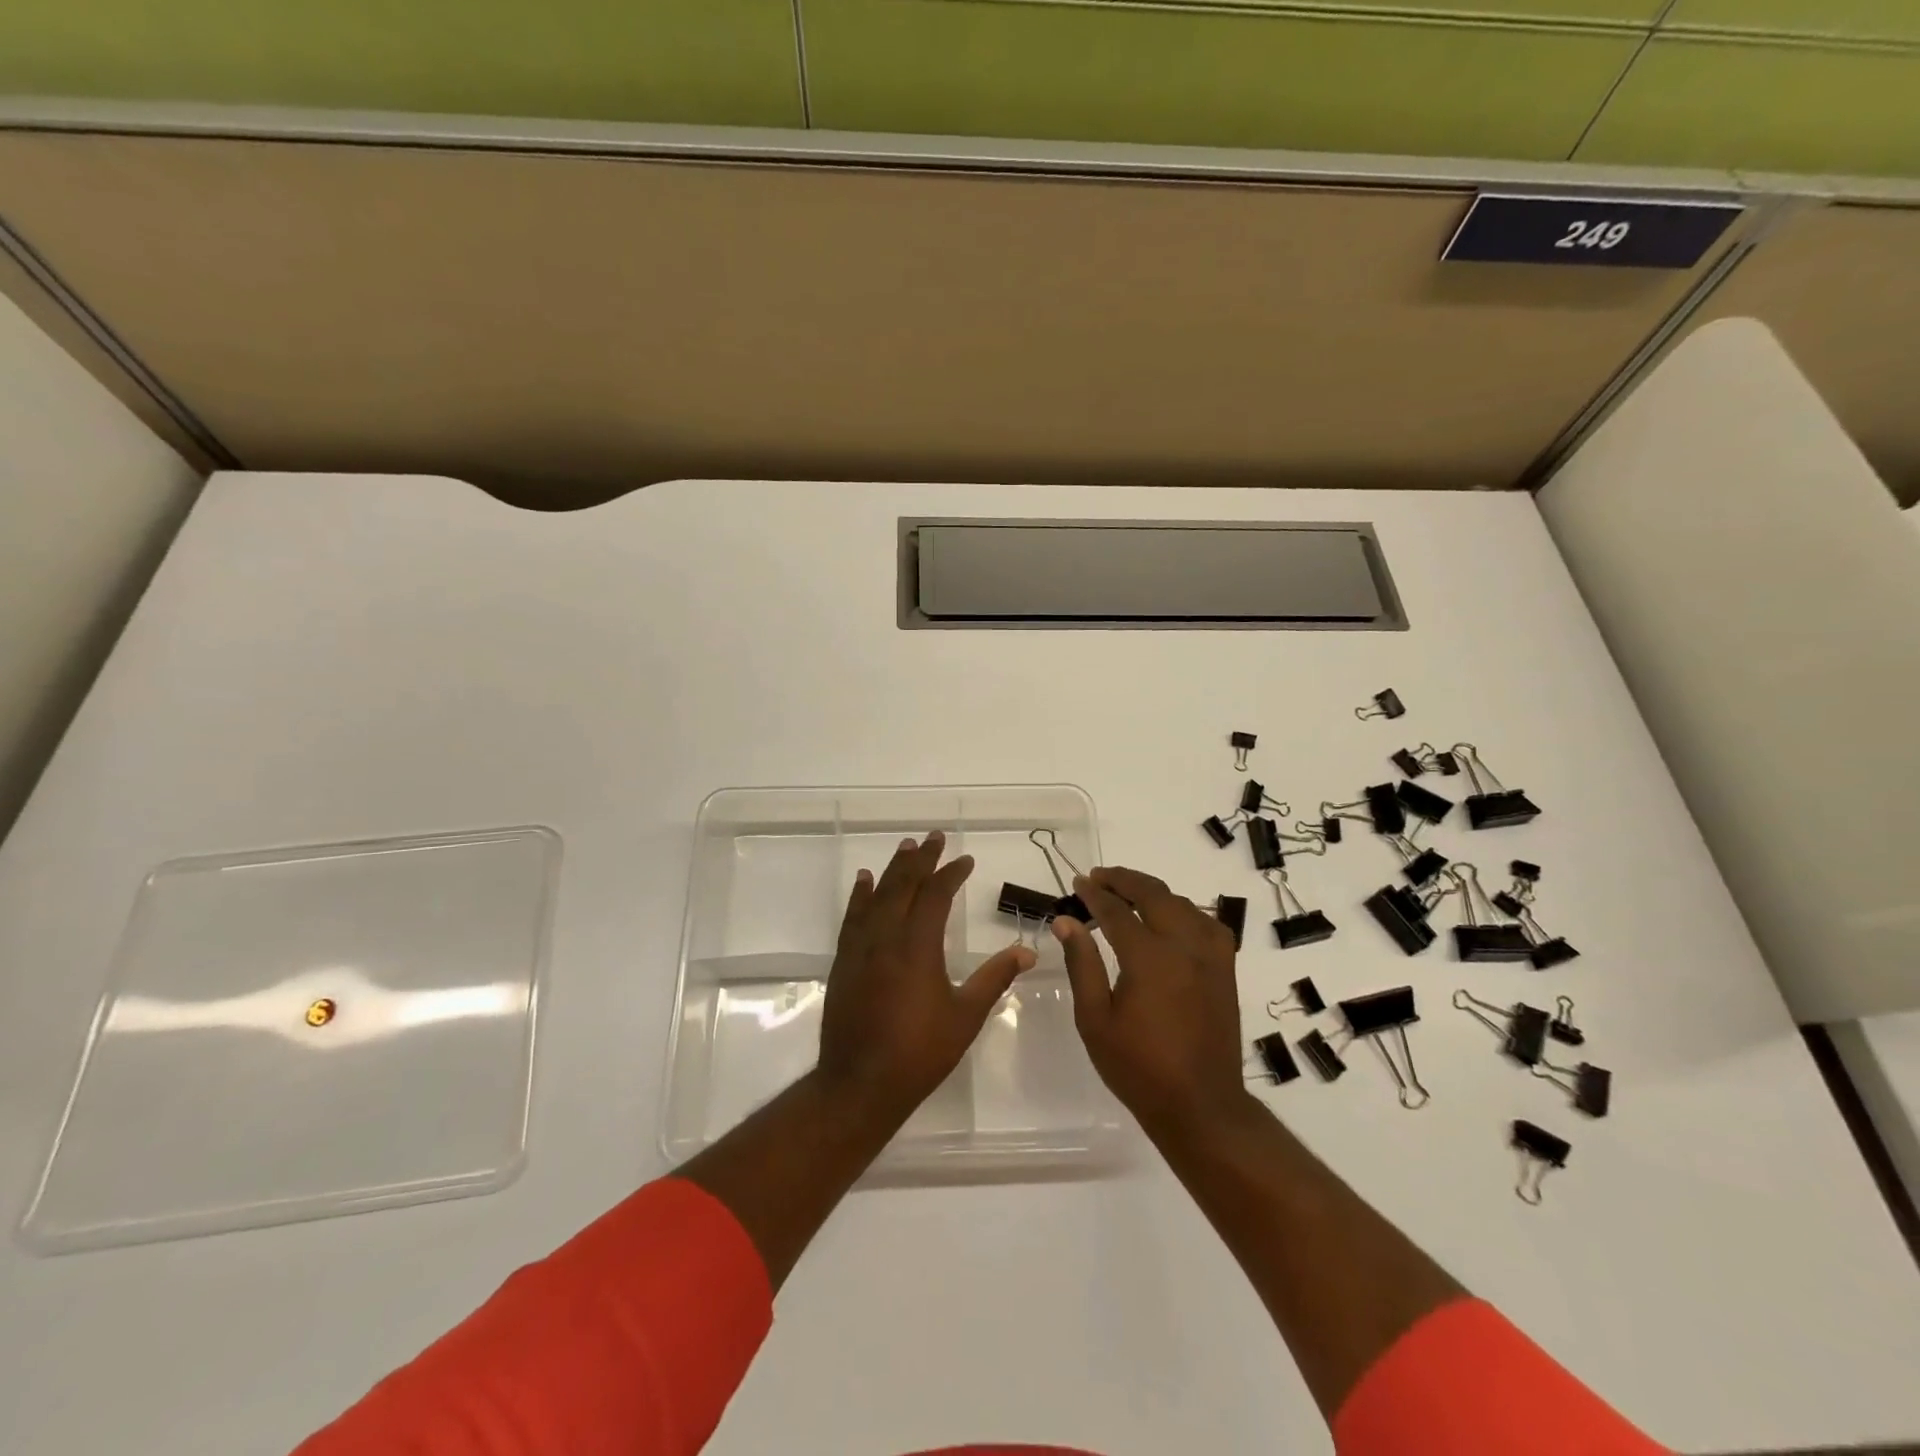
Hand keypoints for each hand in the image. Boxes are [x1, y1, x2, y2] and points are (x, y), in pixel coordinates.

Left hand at [816, 831, 1035, 1125]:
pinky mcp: (844, 961)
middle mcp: (886, 937)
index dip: (951, 874)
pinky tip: (864, 881)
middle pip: (903, 885)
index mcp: (918, 946)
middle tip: (933, 837)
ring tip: (905, 848)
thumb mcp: (966, 1015)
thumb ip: (995, 978)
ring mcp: (860, 948)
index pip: (935, 895)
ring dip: (892, 869)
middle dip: (921, 859)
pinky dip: (860, 895)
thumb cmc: (919, 1052)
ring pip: (877, 895)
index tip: (965, 860)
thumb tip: (1028, 952)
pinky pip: (852, 916)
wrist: (859, 1083)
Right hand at [1055, 866, 1250, 1139]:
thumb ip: (1081, 964)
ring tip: (1128, 892)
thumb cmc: (1138, 1068)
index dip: (1094, 894)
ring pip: (1182, 904)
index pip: (1116, 911)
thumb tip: (1065, 921)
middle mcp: (1184, 947)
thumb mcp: (1095, 1019)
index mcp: (1149, 958)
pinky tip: (1171, 917)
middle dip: (1123, 880)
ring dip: (1153, 891)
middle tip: (1098, 877)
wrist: (1200, 1106)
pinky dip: (1184, 910)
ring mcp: (1210, 957)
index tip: (1077, 883)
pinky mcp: (1225, 970)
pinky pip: (1207, 923)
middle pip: (1153, 895)